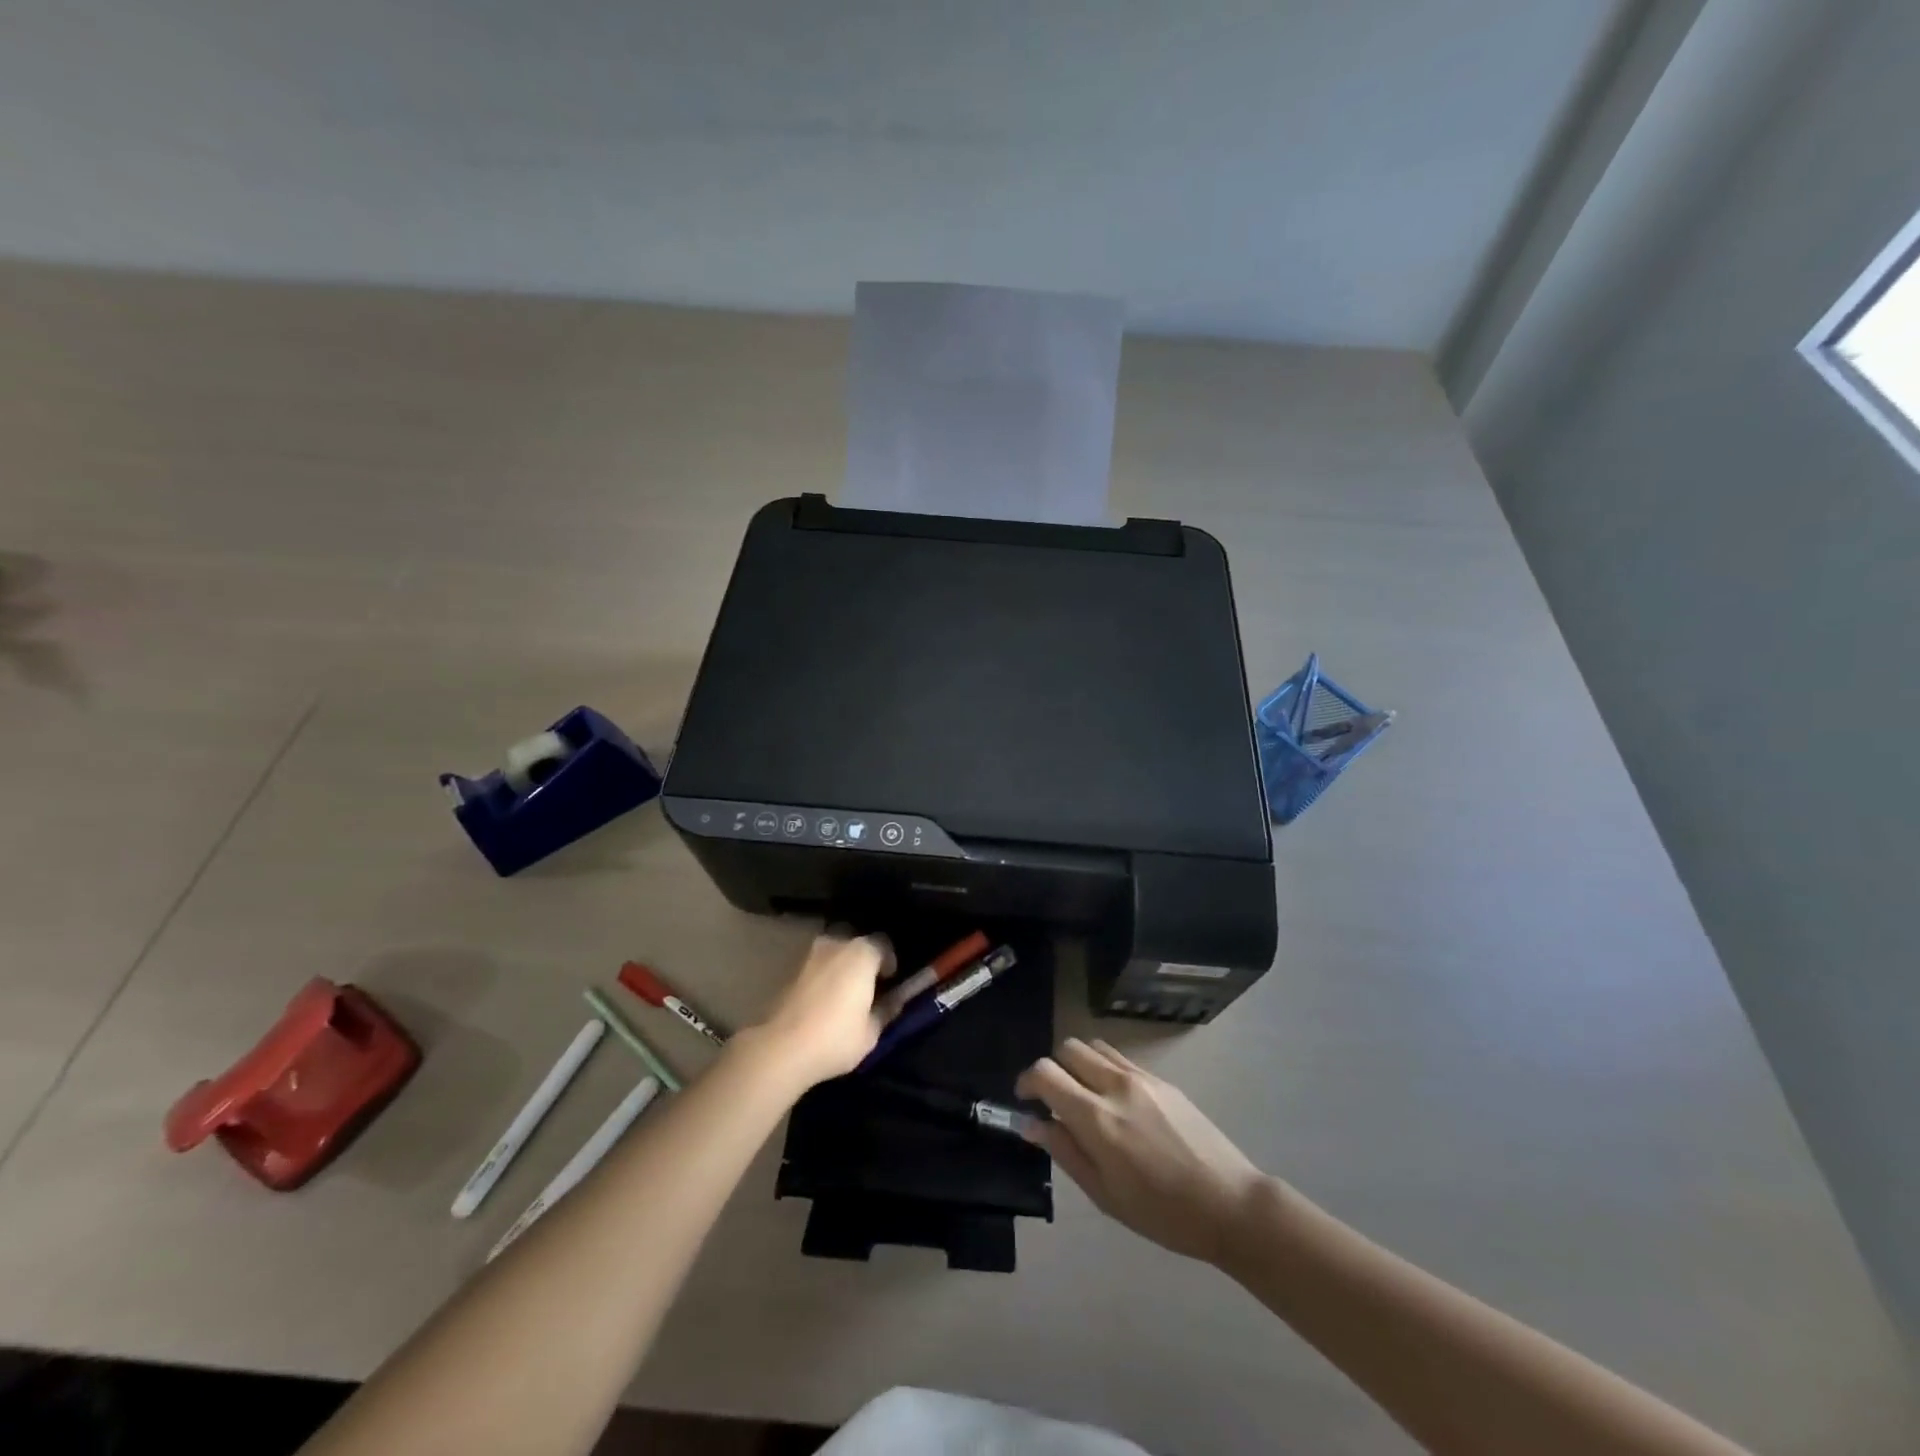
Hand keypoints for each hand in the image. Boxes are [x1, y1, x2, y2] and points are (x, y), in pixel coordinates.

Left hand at [743, 929, 895, 1091]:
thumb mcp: (871, 1032)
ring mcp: (810, 955)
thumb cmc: (835, 1038)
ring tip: (844, 995)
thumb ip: (886, 1010)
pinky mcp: (790, 970)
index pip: (883, 944)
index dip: (889, 961)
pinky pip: (817, 967)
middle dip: (864, 961)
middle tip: (868, 986)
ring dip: (841, 968)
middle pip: (856, 944)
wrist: (780, 1048)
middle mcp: (836, 944)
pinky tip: (824, 1001)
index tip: (889, 982)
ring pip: (834, 954)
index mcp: (861, 953)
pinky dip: (823, 976)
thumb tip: (895, 1000)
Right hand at [1017, 1038, 1264, 1264]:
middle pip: (1068, 1048)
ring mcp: (1142, 1078)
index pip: (1047, 1073)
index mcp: (1097, 1118)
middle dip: (1053, 1068)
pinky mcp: (1162, 1080)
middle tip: (1055, 1100)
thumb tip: (1032, 1123)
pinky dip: (1105, 1069)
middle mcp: (1116, 1086)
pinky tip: (1116, 1103)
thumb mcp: (1105, 1194)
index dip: (1027, 1080)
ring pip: (1094, 1047)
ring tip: (1085, 1098)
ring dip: (1079, 1064)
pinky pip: (1121, 1059)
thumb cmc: (1162, 1213)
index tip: (1025, 1099)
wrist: (1229, 1204)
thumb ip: (1065, 1151)